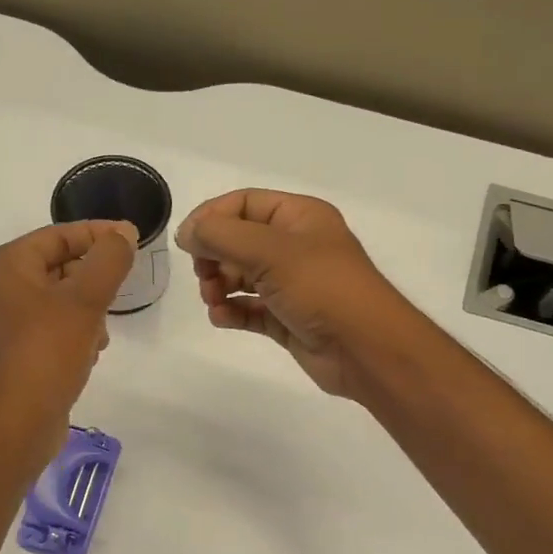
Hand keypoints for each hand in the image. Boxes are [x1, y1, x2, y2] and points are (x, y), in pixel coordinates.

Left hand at [0, 220, 136, 461]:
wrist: (18, 422)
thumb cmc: (48, 352)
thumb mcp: (85, 299)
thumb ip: (109, 259)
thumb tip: (122, 233)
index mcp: (6, 266)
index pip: (58, 235)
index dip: (98, 234)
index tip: (133, 240)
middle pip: (58, 265)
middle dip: (93, 278)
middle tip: (121, 288)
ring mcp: (5, 322)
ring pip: (59, 298)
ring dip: (88, 309)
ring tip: (101, 331)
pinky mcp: (16, 350)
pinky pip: (52, 326)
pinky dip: (75, 331)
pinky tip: (90, 351)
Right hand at [174, 190, 418, 398]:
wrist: (366, 349)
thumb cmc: (322, 288)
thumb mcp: (270, 251)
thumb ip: (221, 236)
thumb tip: (187, 233)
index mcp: (299, 217)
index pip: (243, 204)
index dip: (211, 218)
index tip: (187, 243)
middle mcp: (296, 246)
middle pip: (239, 240)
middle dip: (214, 256)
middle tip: (203, 276)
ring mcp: (292, 284)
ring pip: (242, 276)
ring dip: (219, 286)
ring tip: (214, 300)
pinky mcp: (288, 318)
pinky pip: (250, 309)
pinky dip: (232, 311)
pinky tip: (223, 317)